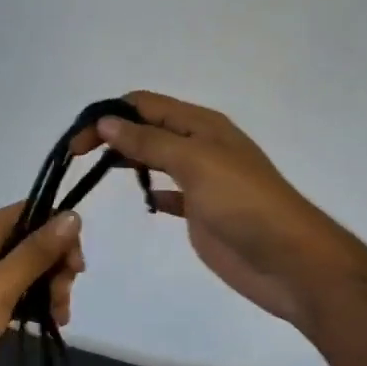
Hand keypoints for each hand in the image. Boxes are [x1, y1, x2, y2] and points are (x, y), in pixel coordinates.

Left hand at [0, 202, 84, 365]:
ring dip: (50, 289)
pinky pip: (17, 295)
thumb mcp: (1, 284)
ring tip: (60, 318)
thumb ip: (37, 251)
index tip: (76, 264)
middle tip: (64, 296)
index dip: (59, 231)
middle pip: (32, 242)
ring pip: (28, 271)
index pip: (30, 212)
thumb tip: (73, 215)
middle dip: (56, 266)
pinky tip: (49, 323)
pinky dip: (35, 305)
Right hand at [75, 90, 351, 328]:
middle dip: (112, 135)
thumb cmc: (243, 203)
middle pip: (147, 129)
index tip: (77, 141)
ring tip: (95, 173)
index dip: (109, 115)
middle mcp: (200, 146)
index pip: (145, 104)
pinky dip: (152, 191)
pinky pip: (170, 193)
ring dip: (128, 159)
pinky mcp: (201, 212)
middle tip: (77, 157)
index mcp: (201, 125)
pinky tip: (144, 201)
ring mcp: (201, 180)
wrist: (289, 261)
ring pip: (156, 159)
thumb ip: (149, 142)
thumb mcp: (195, 162)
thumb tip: (107, 121)